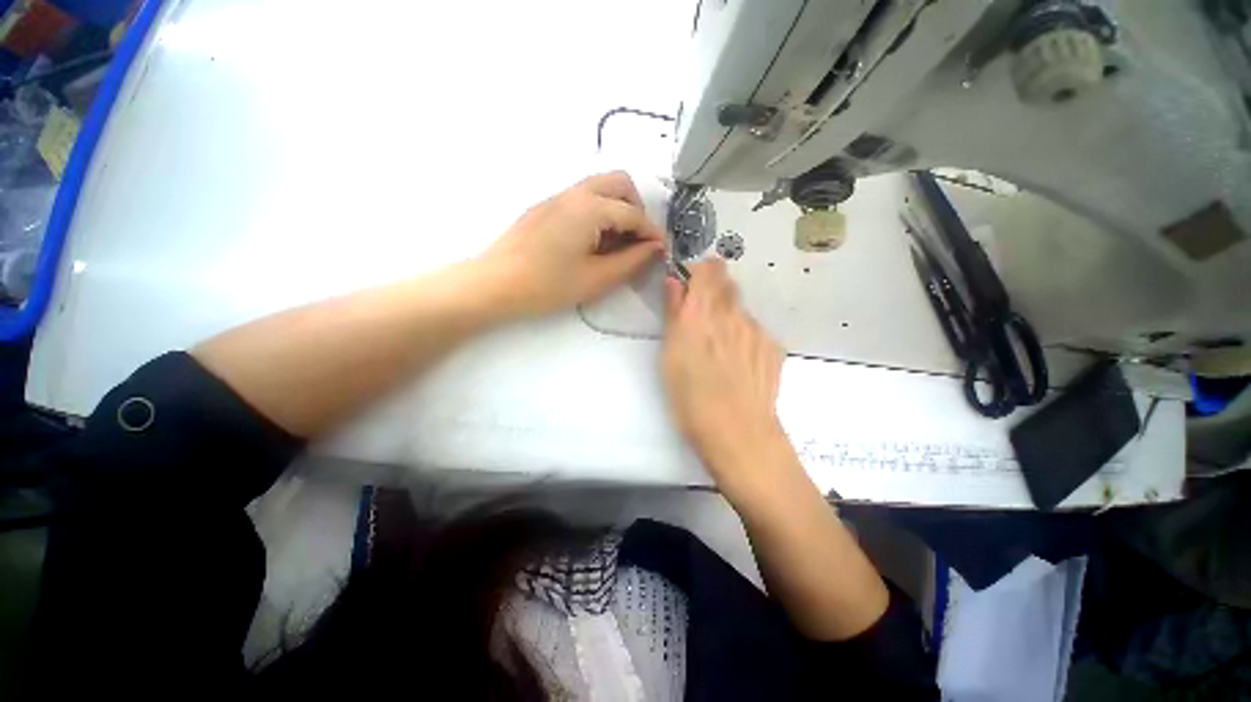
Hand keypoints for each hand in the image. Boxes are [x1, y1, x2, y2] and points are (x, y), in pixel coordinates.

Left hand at [480, 172, 664, 317]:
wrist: (494, 284)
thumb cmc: (547, 286)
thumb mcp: (596, 279)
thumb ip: (631, 261)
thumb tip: (654, 249)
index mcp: (590, 208)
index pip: (633, 213)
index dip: (651, 233)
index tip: (660, 252)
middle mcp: (575, 193)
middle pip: (619, 183)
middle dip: (636, 209)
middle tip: (636, 241)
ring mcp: (557, 197)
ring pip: (599, 188)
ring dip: (617, 209)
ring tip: (616, 245)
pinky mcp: (545, 207)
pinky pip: (582, 199)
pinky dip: (598, 213)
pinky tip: (592, 243)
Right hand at [661, 259, 786, 488]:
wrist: (738, 432)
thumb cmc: (690, 398)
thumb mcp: (669, 356)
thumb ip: (673, 313)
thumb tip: (674, 281)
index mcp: (700, 313)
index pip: (708, 269)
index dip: (700, 271)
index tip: (691, 285)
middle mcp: (731, 314)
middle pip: (727, 284)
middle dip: (713, 293)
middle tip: (702, 321)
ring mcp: (756, 330)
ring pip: (740, 310)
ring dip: (728, 319)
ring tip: (720, 352)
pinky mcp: (773, 347)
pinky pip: (755, 332)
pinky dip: (745, 339)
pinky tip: (740, 365)